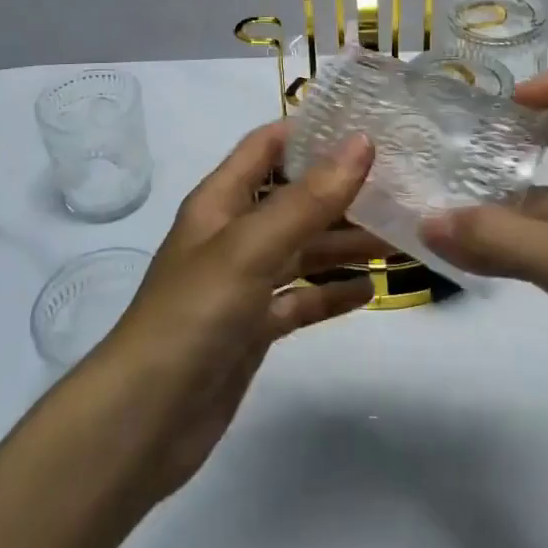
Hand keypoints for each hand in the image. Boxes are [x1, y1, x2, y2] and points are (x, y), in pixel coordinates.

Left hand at [87, 123, 383, 501]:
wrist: (144, 422)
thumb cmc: (193, 315)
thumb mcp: (251, 247)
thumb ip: (308, 198)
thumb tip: (362, 142)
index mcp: (221, 201)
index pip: (268, 146)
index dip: (311, 130)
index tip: (368, 125)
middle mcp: (233, 234)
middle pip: (295, 198)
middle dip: (343, 190)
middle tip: (402, 184)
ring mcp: (244, 283)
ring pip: (304, 249)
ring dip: (346, 242)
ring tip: (402, 237)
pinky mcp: (254, 328)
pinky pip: (301, 298)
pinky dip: (332, 292)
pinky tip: (371, 289)